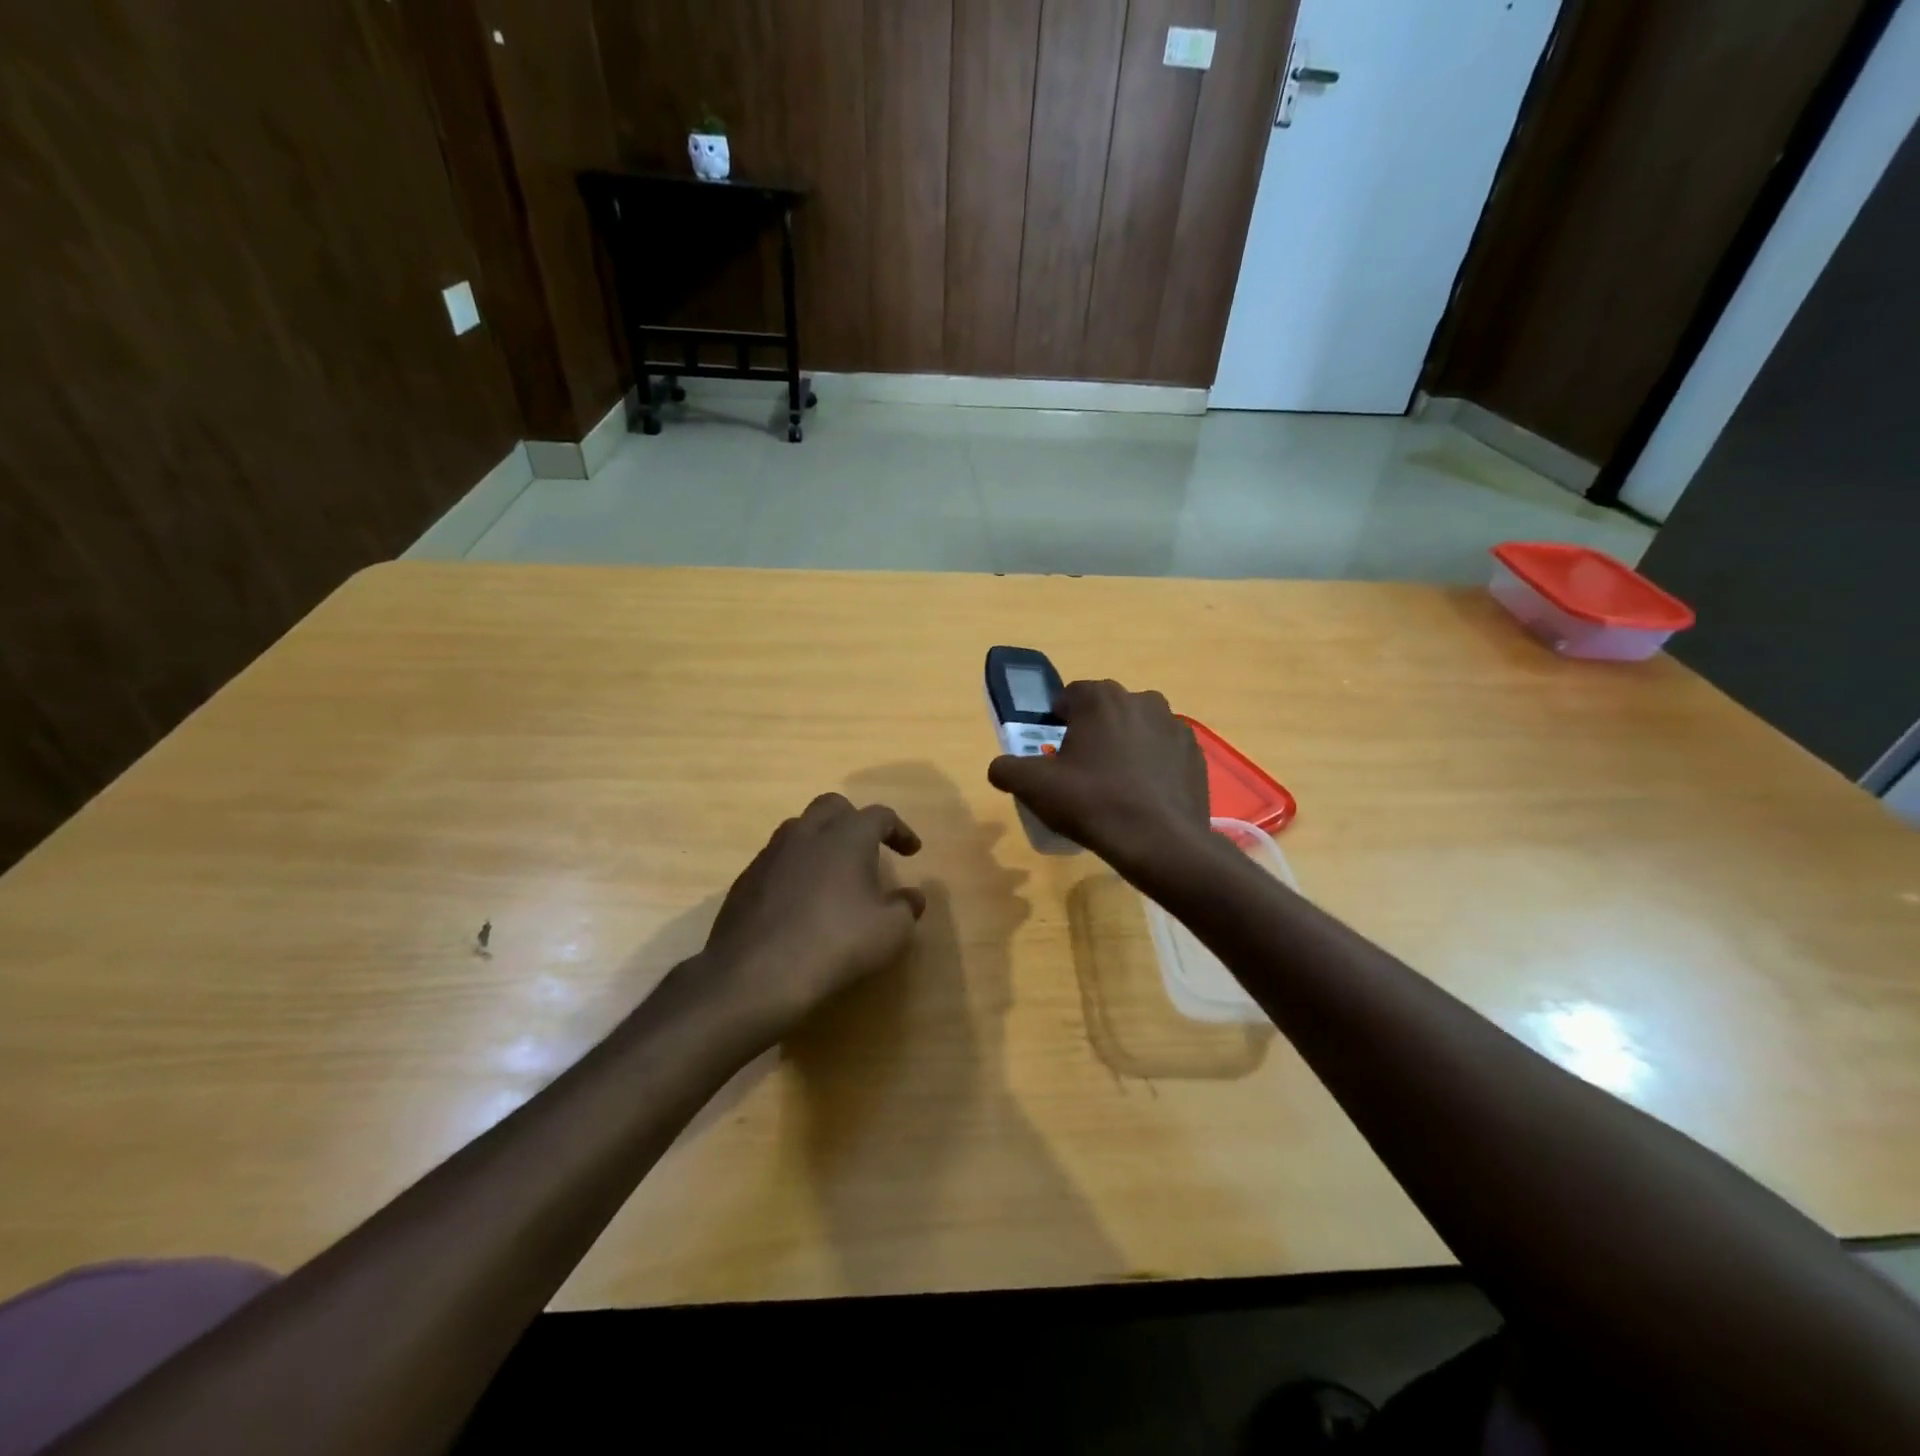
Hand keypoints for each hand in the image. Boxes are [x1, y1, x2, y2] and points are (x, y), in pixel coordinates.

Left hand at [695, 793, 925, 1040]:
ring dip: (821, 841)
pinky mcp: (745, 879)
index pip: (880, 816)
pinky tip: (801, 899)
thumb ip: (907, 907)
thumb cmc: (835, 944)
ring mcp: (771, 854)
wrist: (755, 975)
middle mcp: (807, 833)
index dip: (900, 830)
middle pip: (832, 807)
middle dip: (854, 820)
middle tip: (868, 848)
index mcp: (847, 836)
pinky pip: (777, 860)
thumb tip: (913, 896)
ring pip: (800, 829)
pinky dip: (796, 868)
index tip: (912, 851)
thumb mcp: (890, 932)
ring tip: (834, 872)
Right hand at [987, 679, 1211, 876]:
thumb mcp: (1034, 787)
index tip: (1054, 753)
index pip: (1069, 697)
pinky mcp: (1195, 752)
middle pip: (1105, 711)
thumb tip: (1000, 767)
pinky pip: (1164, 751)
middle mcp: (1141, 699)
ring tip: (1116, 785)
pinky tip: (1144, 795)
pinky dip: (1153, 765)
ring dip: (1125, 746)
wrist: (1159, 841)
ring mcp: (1174, 725)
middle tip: (1081, 771)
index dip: (1057, 721)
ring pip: (1137, 729)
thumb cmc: (1092, 803)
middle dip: (1092, 732)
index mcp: (1100, 698)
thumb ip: (1006, 769)